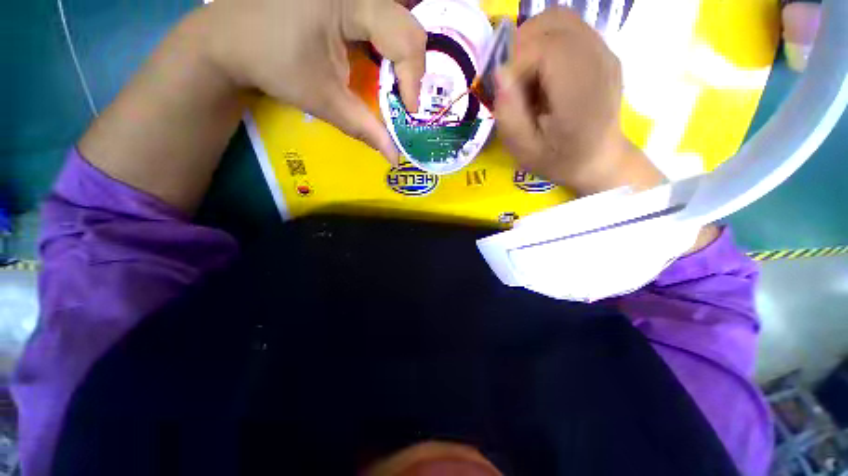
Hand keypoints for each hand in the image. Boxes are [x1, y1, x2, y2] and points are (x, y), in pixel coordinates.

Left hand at [200, 0, 426, 162]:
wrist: (230, 37)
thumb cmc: (272, 64)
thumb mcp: (324, 100)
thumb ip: (366, 129)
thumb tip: (395, 158)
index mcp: (348, 2)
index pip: (404, 37)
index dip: (413, 77)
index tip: (409, 110)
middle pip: (408, 24)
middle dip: (412, 67)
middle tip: (405, 97)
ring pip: (400, 18)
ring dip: (404, 55)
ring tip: (398, 83)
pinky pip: (384, 16)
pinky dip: (390, 44)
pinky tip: (382, 63)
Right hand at [494, 8, 661, 195]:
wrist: (598, 159)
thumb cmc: (559, 160)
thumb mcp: (524, 151)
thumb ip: (509, 115)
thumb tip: (498, 73)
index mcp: (581, 93)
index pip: (546, 47)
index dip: (515, 62)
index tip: (504, 90)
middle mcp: (599, 61)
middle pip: (552, 23)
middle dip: (520, 47)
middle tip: (512, 81)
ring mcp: (604, 51)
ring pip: (558, 20)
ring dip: (531, 42)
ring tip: (525, 77)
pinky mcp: (601, 50)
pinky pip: (566, 29)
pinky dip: (544, 44)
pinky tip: (542, 74)